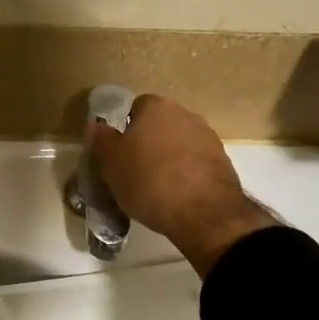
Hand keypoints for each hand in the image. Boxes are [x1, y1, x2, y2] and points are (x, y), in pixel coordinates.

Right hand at [87, 95, 275, 276]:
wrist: (202, 212)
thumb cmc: (148, 181)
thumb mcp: (112, 164)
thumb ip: (102, 140)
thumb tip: (95, 125)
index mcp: (156, 108)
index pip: (136, 107)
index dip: (125, 128)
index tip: (119, 151)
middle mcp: (185, 114)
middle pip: (160, 124)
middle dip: (148, 141)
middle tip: (134, 168)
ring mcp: (207, 137)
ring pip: (179, 142)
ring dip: (169, 157)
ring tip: (156, 185)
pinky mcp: (223, 161)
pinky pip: (195, 162)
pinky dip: (186, 172)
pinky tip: (177, 194)